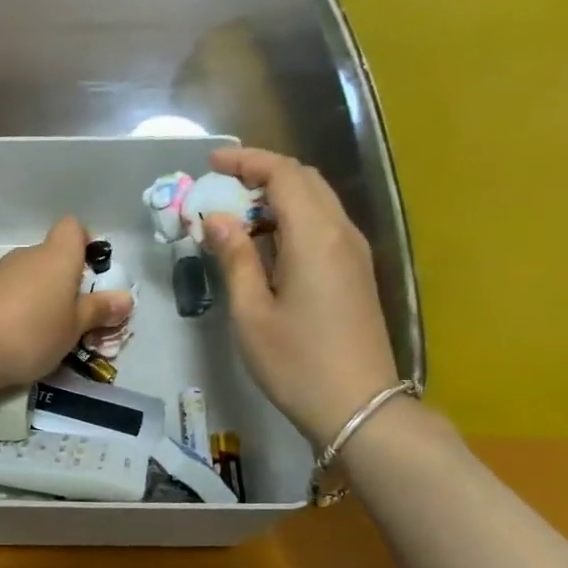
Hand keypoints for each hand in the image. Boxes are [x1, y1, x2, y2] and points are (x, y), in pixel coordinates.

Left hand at [0, 218, 130, 390]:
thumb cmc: (31, 334)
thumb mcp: (73, 329)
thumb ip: (98, 311)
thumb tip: (126, 298)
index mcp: (56, 257)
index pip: (72, 228)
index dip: (83, 244)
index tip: (87, 272)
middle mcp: (25, 256)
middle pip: (48, 257)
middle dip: (59, 282)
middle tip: (69, 318)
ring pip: (23, 277)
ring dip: (33, 297)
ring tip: (38, 334)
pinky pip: (1, 294)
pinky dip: (8, 309)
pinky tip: (8, 338)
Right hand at [203, 147, 400, 445]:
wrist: (357, 406)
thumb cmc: (295, 362)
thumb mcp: (251, 313)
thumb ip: (234, 258)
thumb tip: (216, 219)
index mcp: (315, 237)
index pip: (284, 174)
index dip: (247, 161)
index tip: (210, 164)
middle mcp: (341, 233)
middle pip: (305, 180)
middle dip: (261, 174)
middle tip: (219, 189)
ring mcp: (354, 252)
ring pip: (317, 202)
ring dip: (277, 197)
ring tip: (235, 216)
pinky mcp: (356, 272)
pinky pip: (324, 226)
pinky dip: (292, 219)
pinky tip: (265, 245)